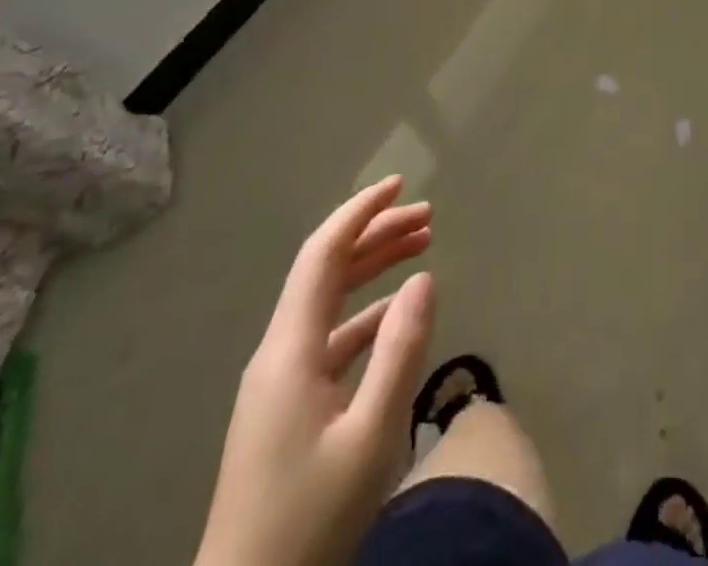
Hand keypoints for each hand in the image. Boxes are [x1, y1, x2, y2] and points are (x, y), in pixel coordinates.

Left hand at [196, 176, 435, 565]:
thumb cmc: (308, 523)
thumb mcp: (370, 437)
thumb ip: (401, 350)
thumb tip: (424, 278)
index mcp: (289, 349)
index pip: (323, 254)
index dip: (361, 212)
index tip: (400, 185)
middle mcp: (279, 353)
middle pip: (328, 270)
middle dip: (377, 235)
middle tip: (429, 217)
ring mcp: (279, 383)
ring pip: (330, 302)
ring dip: (374, 270)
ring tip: (422, 248)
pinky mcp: (286, 409)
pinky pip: (330, 338)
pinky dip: (367, 314)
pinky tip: (398, 316)